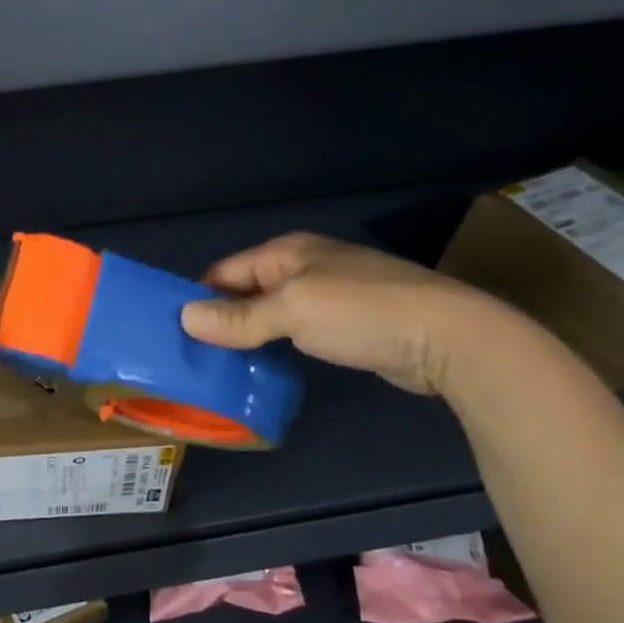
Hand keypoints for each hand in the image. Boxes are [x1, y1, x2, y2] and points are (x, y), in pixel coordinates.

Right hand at [179, 232, 521, 396]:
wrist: (448, 337)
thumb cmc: (361, 313)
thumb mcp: (291, 311)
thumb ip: (237, 318)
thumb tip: (184, 318)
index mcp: (286, 252)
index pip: (224, 272)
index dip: (198, 299)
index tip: (174, 333)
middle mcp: (303, 267)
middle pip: (244, 293)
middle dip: (220, 321)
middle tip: (193, 357)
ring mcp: (327, 295)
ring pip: (269, 315)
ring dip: (248, 338)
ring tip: (219, 369)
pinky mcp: (346, 325)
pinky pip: (295, 332)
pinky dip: (276, 348)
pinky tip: (263, 370)